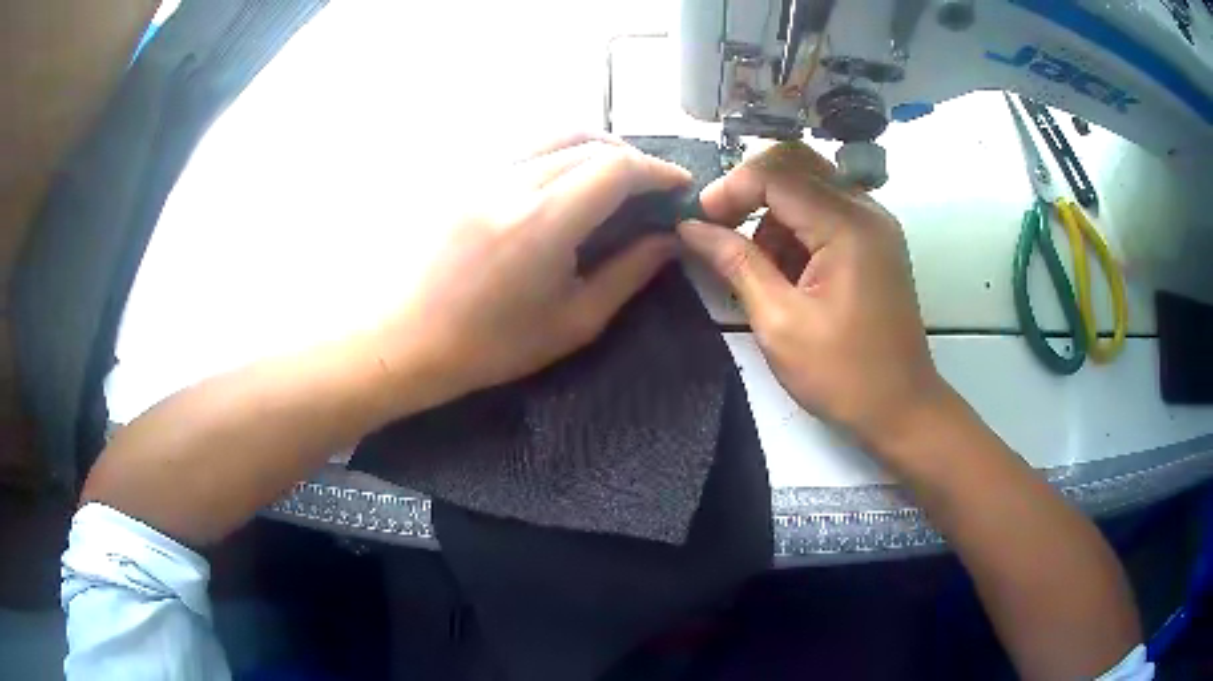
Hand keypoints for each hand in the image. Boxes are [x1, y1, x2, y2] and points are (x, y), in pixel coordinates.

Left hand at [377, 133, 690, 407]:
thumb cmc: (488, 346)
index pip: (617, 168)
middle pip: (589, 143)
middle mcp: (513, 181)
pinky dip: (559, 152)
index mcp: (544, 221)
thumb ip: (628, 274)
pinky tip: (563, 181)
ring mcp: (482, 172)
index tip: (679, 186)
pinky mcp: (464, 176)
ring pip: (555, 136)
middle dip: (632, 159)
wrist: (405, 340)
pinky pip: (524, 146)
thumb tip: (668, 241)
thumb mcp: (571, 322)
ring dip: (596, 148)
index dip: (658, 170)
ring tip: (613, 178)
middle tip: (650, 189)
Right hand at [677, 142, 948, 454]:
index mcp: (847, 225)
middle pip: (796, 165)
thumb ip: (736, 263)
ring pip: (809, 186)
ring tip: (756, 267)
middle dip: (750, 190)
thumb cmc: (843, 374)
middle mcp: (866, 210)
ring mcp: (874, 224)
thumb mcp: (780, 322)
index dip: (730, 189)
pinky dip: (796, 229)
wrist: (902, 408)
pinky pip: (826, 211)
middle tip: (720, 227)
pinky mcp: (874, 242)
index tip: (698, 221)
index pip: (777, 174)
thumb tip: (691, 228)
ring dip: (773, 214)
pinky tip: (786, 272)